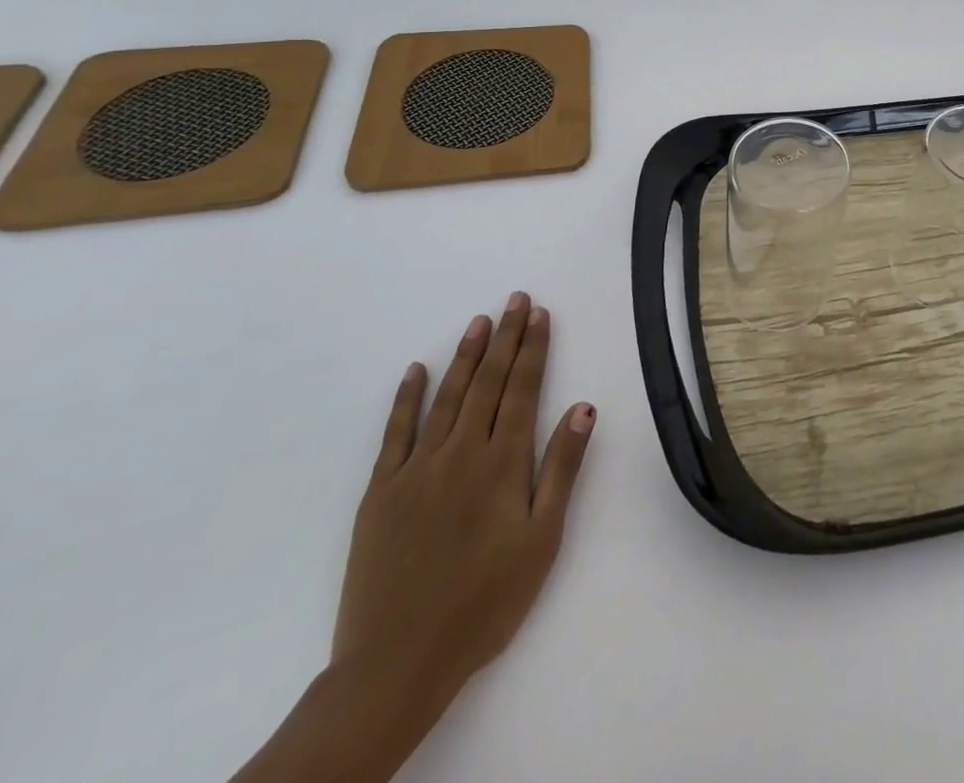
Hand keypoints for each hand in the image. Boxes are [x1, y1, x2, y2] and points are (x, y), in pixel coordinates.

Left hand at [332, 292, 595, 708]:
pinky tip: (416, 370)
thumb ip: (562, 469)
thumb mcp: (542, 540)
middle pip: (488, 383)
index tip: (540, 314)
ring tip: (479, 321)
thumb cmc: (485, 602)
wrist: (397, 664)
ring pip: (447, 397)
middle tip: (514, 300)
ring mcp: (417, 469)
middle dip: (505, 338)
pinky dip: (406, 398)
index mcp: (502, 463)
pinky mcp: (380, 493)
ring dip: (466, 356)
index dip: (534, 349)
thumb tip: (583, 407)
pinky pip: (395, 433)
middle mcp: (460, 453)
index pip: (523, 389)